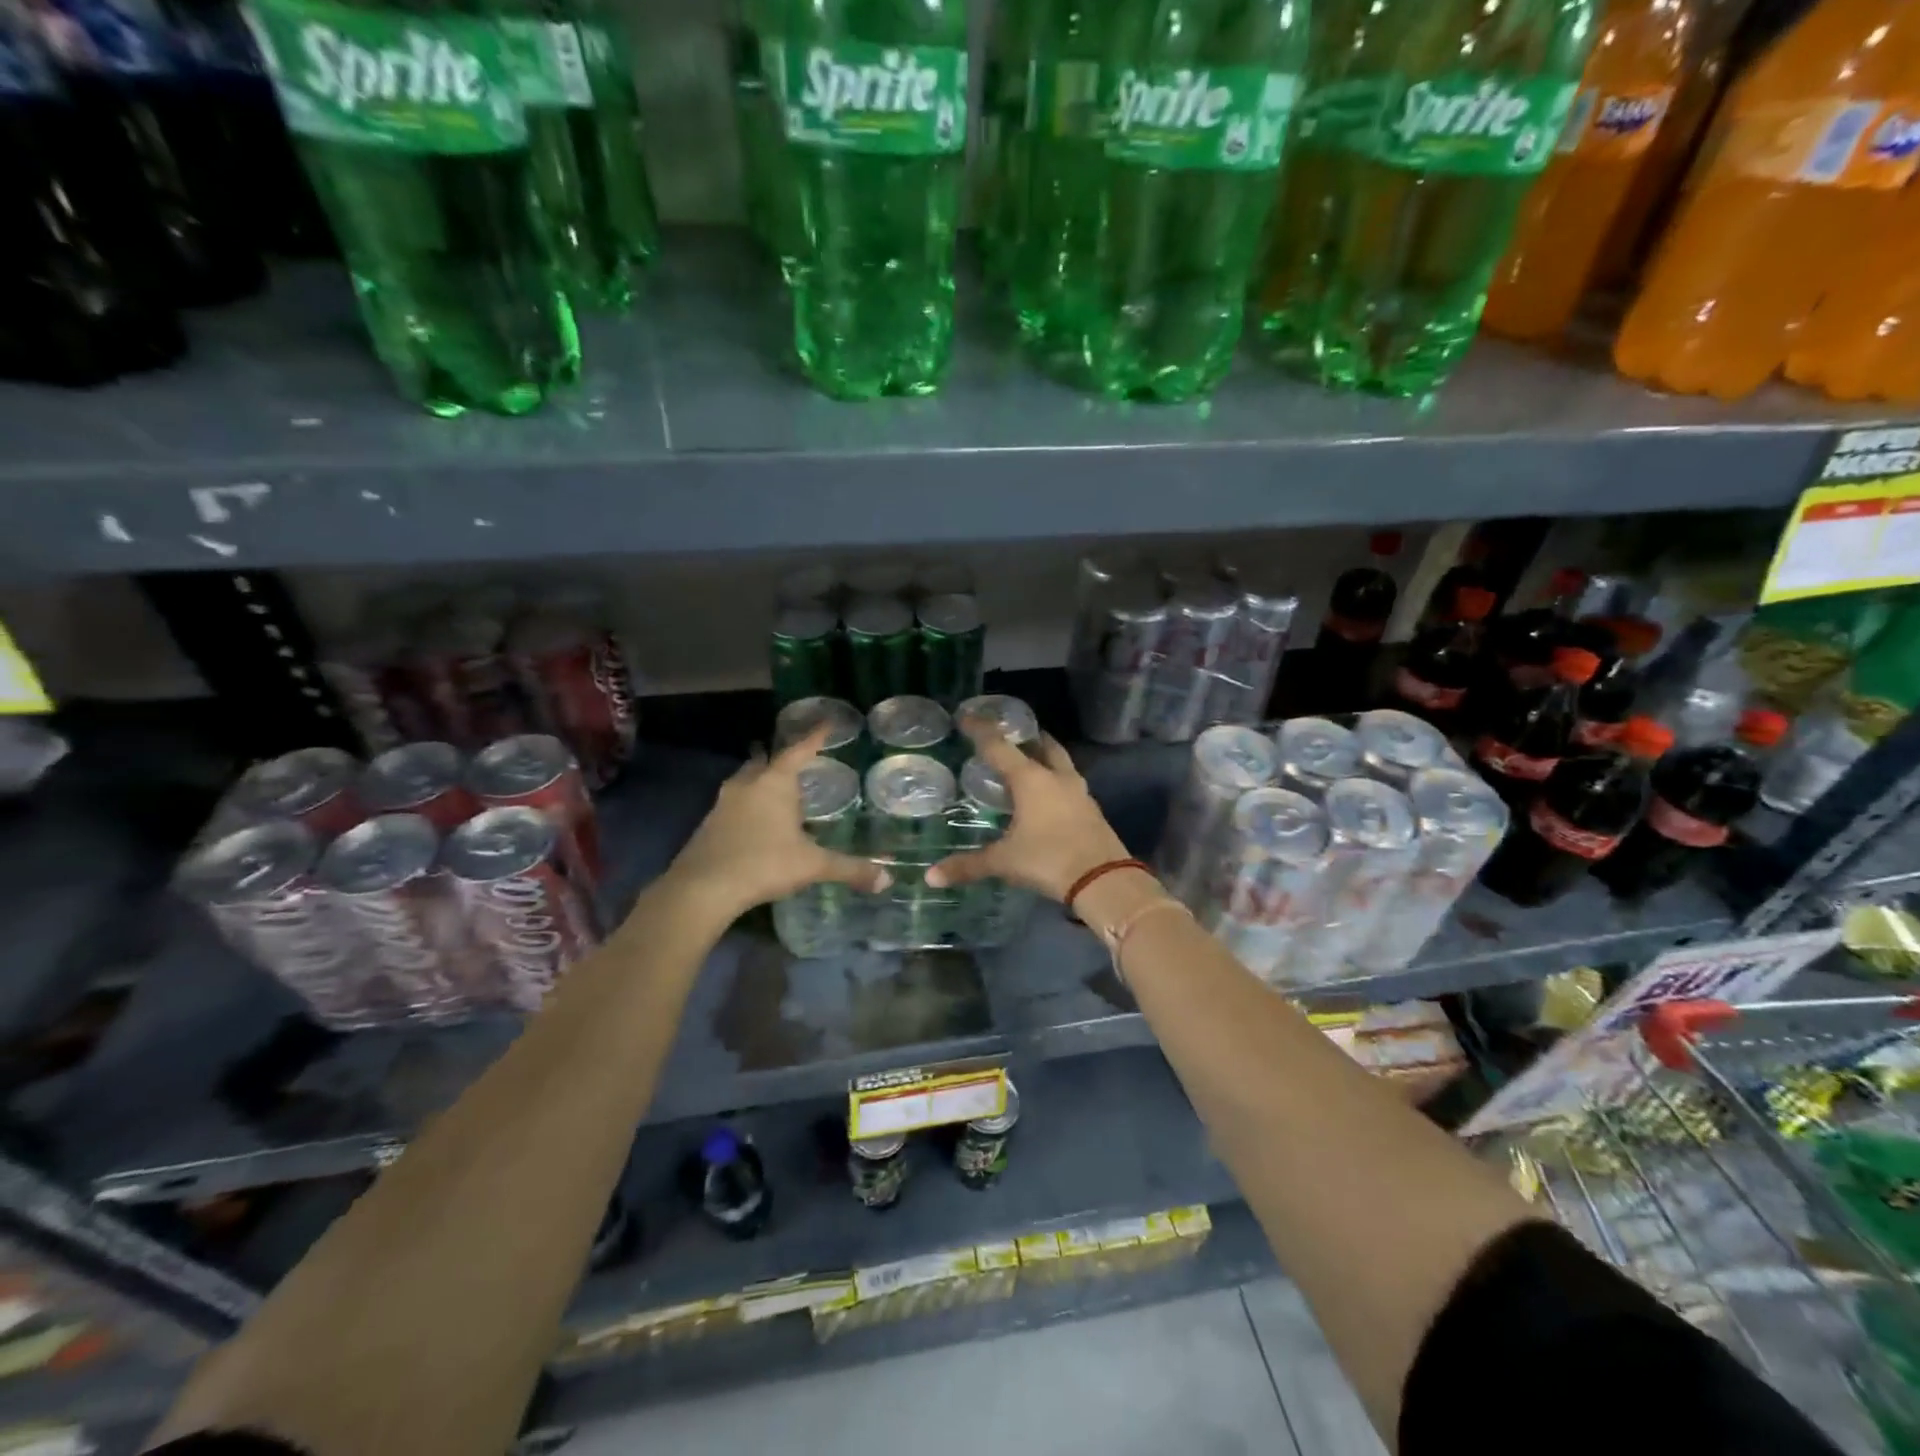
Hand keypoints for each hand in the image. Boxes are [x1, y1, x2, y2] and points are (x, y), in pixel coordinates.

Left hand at [662, 725, 889, 921]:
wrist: (703, 887)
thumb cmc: (764, 863)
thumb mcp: (813, 866)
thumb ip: (849, 868)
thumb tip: (887, 880)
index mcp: (775, 783)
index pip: (799, 750)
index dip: (815, 737)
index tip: (827, 723)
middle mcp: (747, 784)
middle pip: (764, 760)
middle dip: (778, 758)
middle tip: (794, 761)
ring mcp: (723, 803)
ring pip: (744, 780)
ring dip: (759, 781)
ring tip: (775, 790)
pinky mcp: (708, 824)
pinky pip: (732, 803)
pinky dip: (746, 804)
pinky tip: (755, 822)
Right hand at [925, 722, 1129, 901]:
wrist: (1104, 880)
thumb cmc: (1048, 860)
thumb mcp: (1004, 862)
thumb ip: (967, 866)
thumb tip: (931, 877)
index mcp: (1031, 780)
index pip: (999, 747)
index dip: (980, 730)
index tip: (966, 716)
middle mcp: (1056, 778)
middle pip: (1042, 745)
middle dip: (1025, 737)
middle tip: (1009, 735)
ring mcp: (1079, 792)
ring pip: (1060, 763)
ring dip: (1045, 757)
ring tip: (1029, 761)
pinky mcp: (1092, 810)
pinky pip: (1070, 784)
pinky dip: (1056, 781)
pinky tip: (1047, 796)